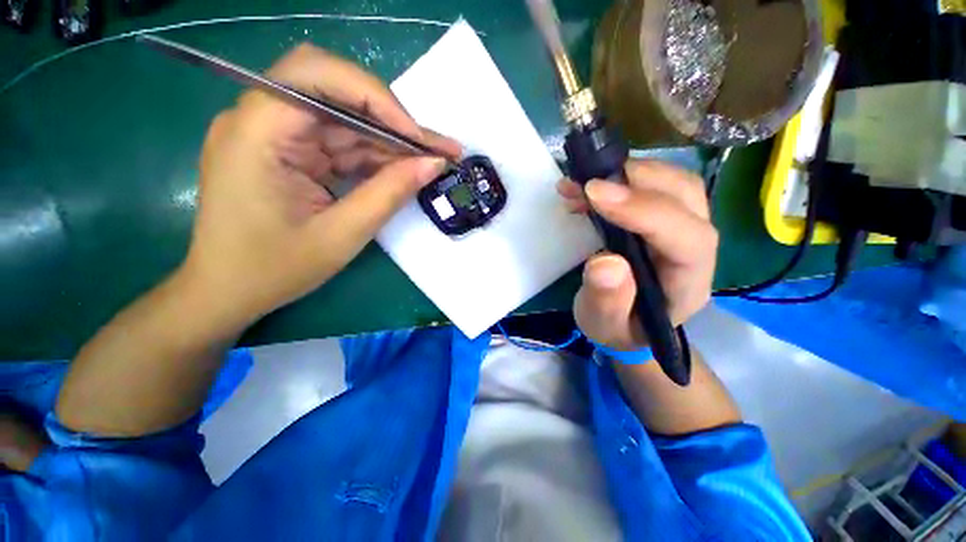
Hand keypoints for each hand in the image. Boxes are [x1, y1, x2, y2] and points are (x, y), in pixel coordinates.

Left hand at [183, 44, 460, 321]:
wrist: (228, 290)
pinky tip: (402, 170)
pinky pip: (339, 142)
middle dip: (390, 118)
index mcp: (257, 131)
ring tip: (431, 159)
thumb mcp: (342, 234)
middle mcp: (260, 119)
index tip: (417, 138)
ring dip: (389, 140)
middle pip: (335, 91)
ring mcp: (274, 134)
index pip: (317, 76)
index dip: (376, 99)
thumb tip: (433, 164)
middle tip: (434, 146)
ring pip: (344, 119)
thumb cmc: (274, 269)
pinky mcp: (288, 151)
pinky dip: (373, 156)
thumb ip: (390, 194)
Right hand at [558, 160, 717, 350]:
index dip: (644, 210)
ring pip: (674, 183)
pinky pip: (653, 186)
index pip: (686, 238)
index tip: (596, 195)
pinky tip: (587, 189)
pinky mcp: (664, 219)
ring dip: (629, 173)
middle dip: (637, 180)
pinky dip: (621, 179)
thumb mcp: (604, 325)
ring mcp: (682, 228)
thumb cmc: (618, 327)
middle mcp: (695, 249)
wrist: (626, 322)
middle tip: (588, 182)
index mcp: (687, 283)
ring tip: (584, 184)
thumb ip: (606, 301)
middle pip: (688, 197)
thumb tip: (605, 262)